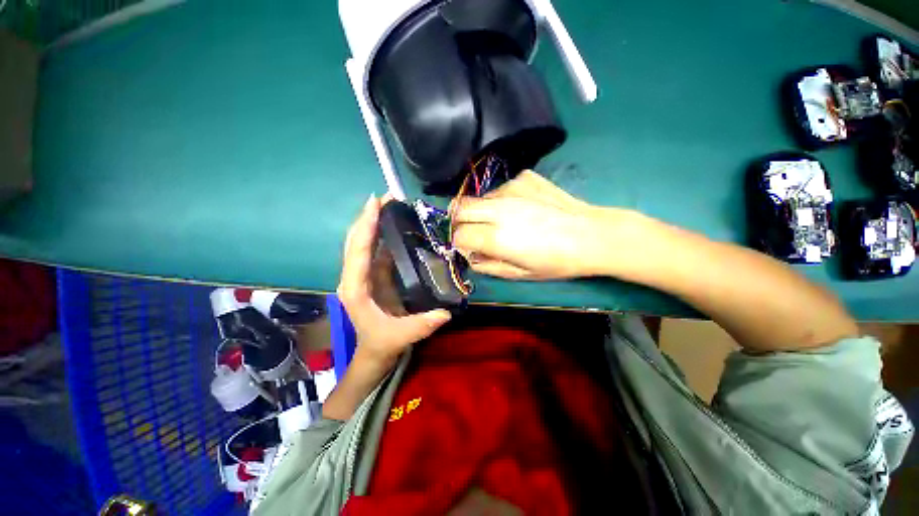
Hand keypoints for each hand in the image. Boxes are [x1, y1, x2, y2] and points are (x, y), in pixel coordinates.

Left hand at [337, 194, 451, 366]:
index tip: (375, 202)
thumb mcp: (401, 337)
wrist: (375, 351)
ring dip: (375, 222)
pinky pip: (375, 250)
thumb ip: (422, 325)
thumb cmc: (383, 343)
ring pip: (363, 242)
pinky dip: (382, 235)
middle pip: (356, 240)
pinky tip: (396, 225)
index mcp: (355, 289)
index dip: (366, 225)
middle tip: (387, 197)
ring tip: (392, 205)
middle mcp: (354, 277)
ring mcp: (363, 275)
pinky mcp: (372, 275)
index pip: (358, 251)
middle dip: (369, 217)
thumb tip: (446, 312)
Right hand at [451, 171, 641, 279]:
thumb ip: (487, 266)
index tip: (466, 247)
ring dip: (480, 210)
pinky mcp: (524, 178)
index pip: (458, 234)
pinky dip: (501, 200)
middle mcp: (498, 209)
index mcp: (496, 237)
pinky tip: (521, 208)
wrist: (592, 235)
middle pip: (460, 208)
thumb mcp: (519, 274)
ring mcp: (511, 189)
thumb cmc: (556, 262)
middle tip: (470, 230)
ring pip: (479, 197)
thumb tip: (471, 256)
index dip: (458, 242)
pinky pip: (501, 189)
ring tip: (500, 220)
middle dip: (458, 221)